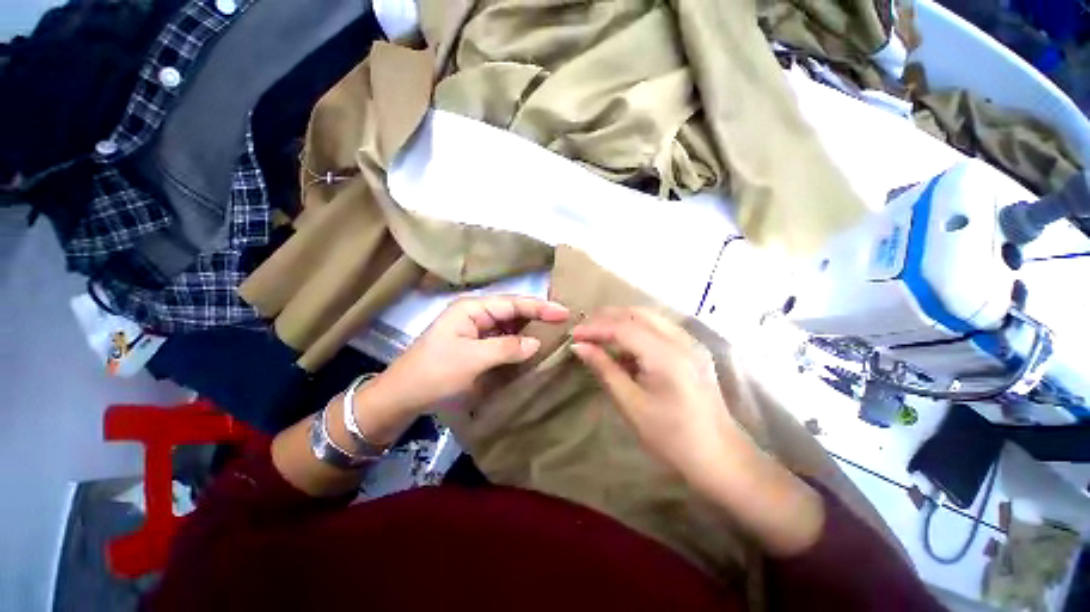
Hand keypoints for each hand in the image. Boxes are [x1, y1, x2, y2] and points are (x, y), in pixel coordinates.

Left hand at [371, 295, 569, 415]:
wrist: (402, 397)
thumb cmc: (434, 373)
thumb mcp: (472, 359)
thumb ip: (507, 348)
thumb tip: (536, 343)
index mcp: (472, 309)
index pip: (513, 303)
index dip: (540, 307)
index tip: (564, 312)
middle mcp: (475, 314)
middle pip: (512, 312)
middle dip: (537, 316)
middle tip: (563, 323)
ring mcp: (475, 330)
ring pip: (509, 326)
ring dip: (529, 330)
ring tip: (554, 334)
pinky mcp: (475, 346)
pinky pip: (502, 340)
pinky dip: (517, 344)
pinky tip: (532, 348)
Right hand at [570, 308, 742, 481]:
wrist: (720, 456)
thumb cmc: (671, 437)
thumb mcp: (631, 405)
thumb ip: (605, 369)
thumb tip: (580, 347)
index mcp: (667, 356)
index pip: (623, 328)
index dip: (595, 328)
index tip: (573, 334)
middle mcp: (681, 340)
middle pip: (637, 314)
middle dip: (607, 318)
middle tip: (584, 330)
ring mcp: (691, 342)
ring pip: (649, 317)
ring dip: (621, 320)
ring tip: (599, 334)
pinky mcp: (693, 349)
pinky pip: (659, 327)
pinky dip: (637, 329)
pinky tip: (624, 344)